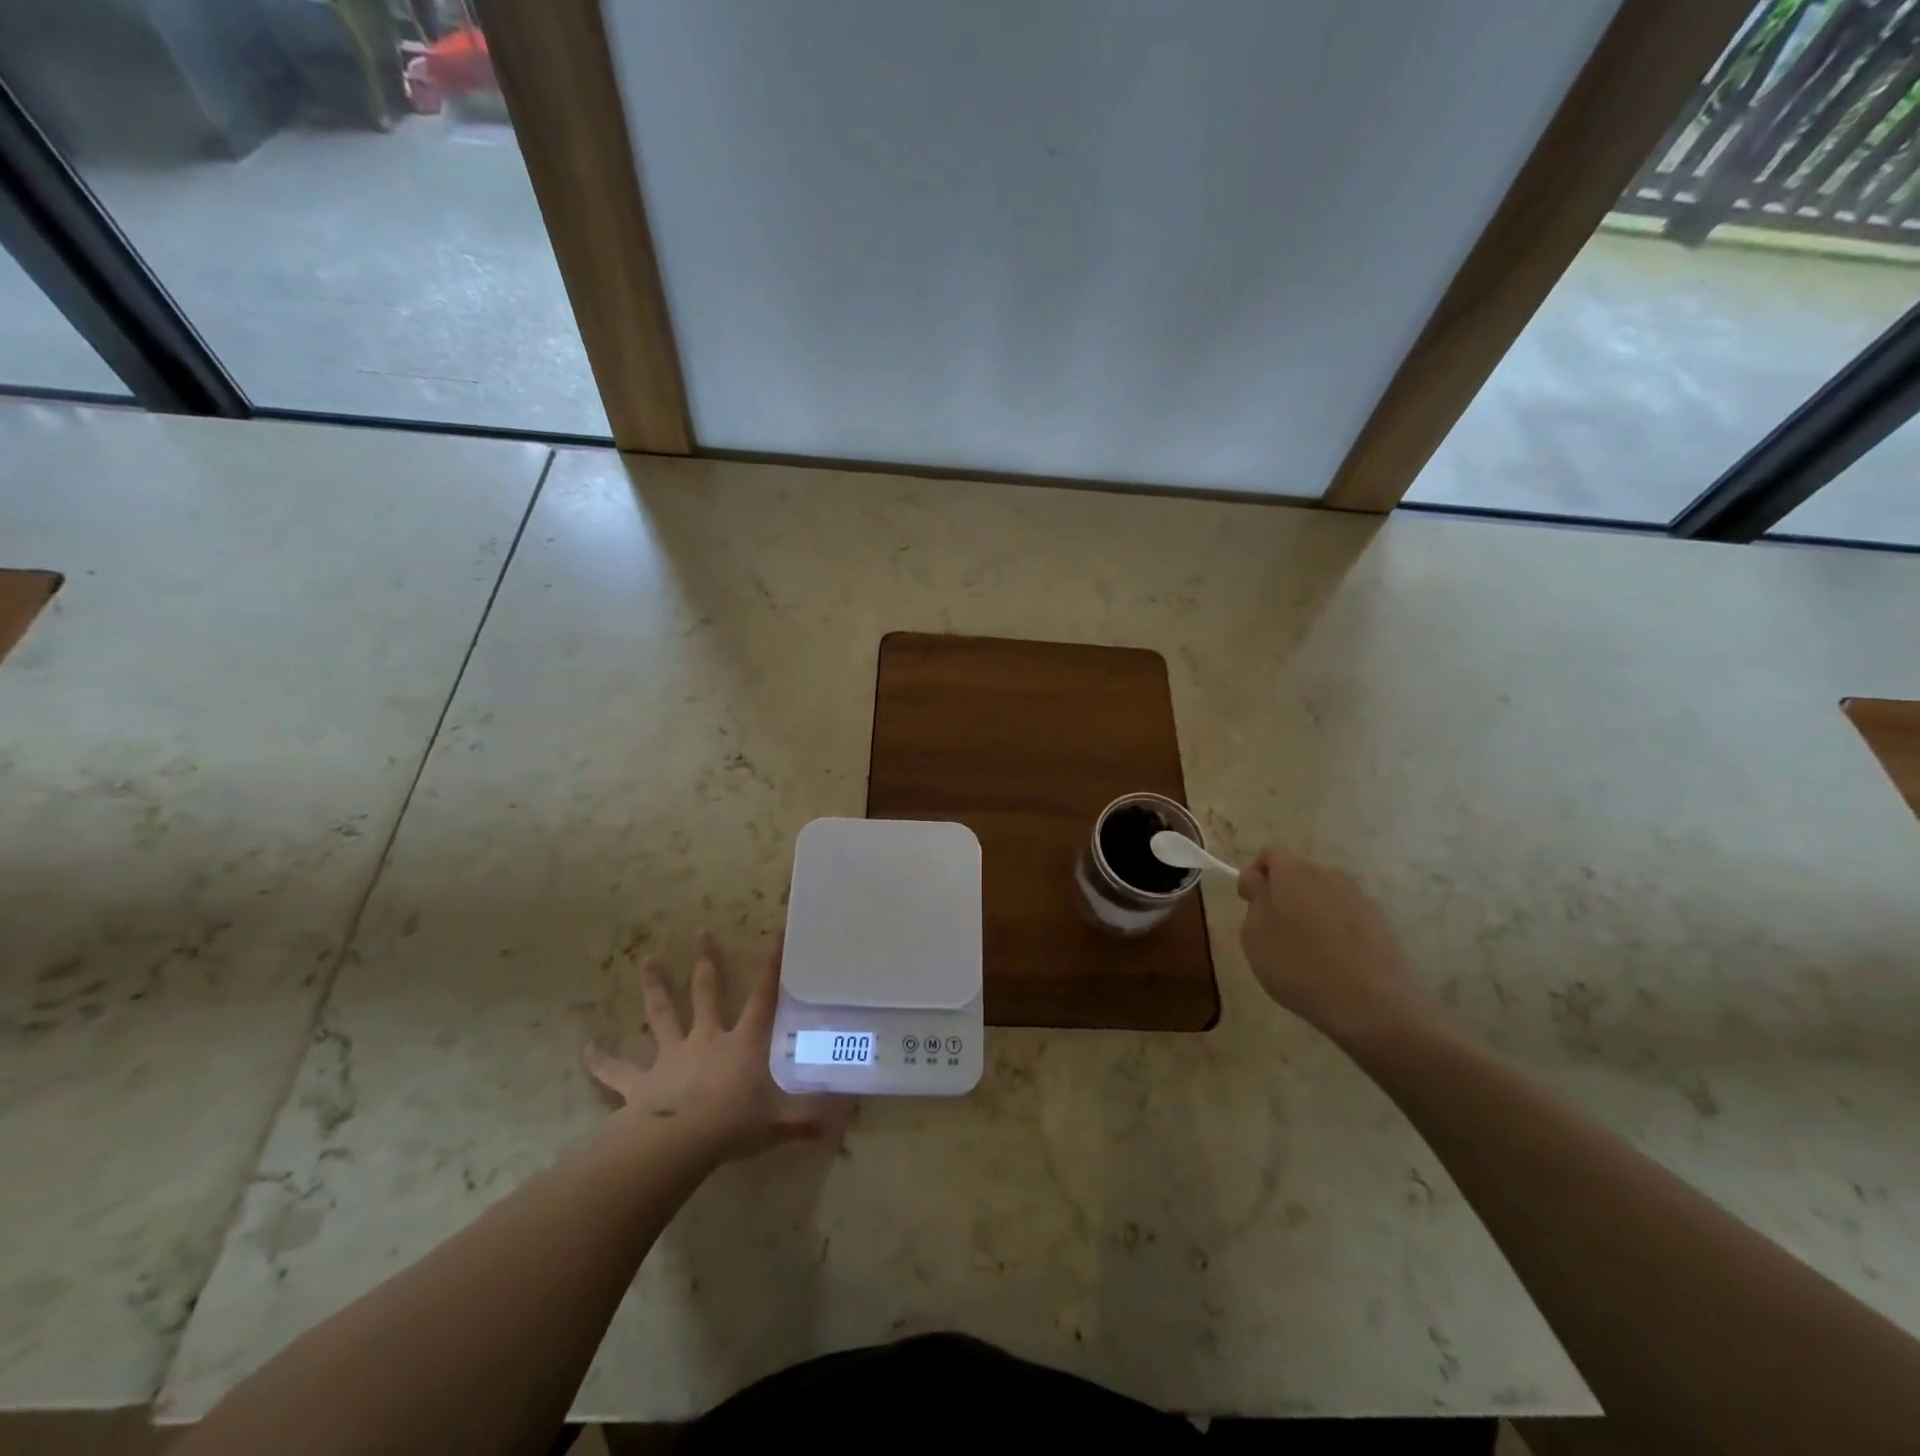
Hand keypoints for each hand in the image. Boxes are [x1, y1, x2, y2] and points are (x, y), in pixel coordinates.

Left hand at [585, 933, 849, 1161]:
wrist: (677, 1145)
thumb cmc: (732, 1127)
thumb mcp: (778, 1124)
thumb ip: (808, 1120)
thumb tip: (842, 1124)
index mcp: (741, 1044)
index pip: (763, 999)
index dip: (771, 969)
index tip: (776, 937)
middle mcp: (706, 1039)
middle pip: (706, 992)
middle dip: (707, 962)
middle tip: (701, 932)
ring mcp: (671, 1057)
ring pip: (662, 1014)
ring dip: (654, 987)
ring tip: (646, 960)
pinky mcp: (640, 1083)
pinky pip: (617, 1071)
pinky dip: (601, 1061)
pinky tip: (584, 1050)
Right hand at [1236, 847, 1430, 1044]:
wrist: (1370, 1003)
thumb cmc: (1298, 965)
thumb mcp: (1254, 935)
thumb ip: (1255, 900)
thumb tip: (1260, 882)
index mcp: (1293, 871)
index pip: (1269, 854)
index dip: (1255, 875)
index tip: (1249, 903)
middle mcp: (1328, 874)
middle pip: (1299, 873)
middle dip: (1284, 893)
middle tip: (1275, 930)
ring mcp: (1359, 897)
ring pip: (1325, 894)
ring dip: (1312, 910)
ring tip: (1308, 949)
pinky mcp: (1381, 922)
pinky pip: (1348, 915)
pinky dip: (1337, 928)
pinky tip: (1335, 960)